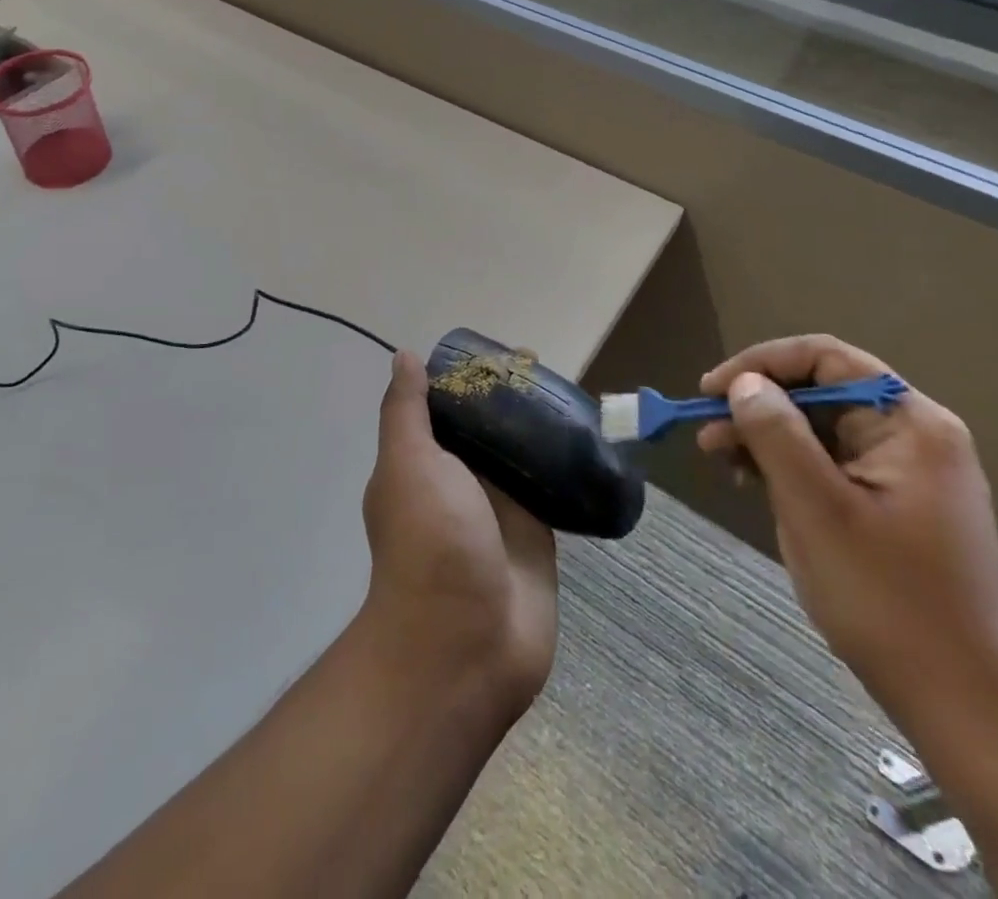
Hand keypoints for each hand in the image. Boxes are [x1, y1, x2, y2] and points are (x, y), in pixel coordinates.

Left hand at [360, 350, 557, 721]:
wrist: (466, 644)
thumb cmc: (430, 542)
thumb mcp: (408, 463)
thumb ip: (406, 411)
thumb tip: (405, 357)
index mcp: (424, 461)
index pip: (445, 407)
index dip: (467, 378)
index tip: (498, 352)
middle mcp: (460, 481)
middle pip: (486, 427)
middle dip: (509, 398)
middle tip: (542, 367)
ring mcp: (500, 509)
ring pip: (522, 454)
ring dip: (540, 428)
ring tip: (573, 393)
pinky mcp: (538, 536)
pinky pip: (553, 490)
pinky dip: (567, 466)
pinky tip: (591, 439)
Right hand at [697, 335, 997, 734]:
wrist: (960, 702)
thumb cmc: (887, 598)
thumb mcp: (817, 508)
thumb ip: (776, 434)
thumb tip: (745, 384)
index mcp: (911, 425)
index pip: (826, 358)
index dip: (761, 364)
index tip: (711, 391)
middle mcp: (914, 436)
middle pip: (821, 392)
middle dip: (758, 405)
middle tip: (707, 434)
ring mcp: (907, 472)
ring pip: (820, 428)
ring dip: (766, 436)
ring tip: (722, 461)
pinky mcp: (894, 503)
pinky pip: (830, 462)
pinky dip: (788, 466)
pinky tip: (755, 484)